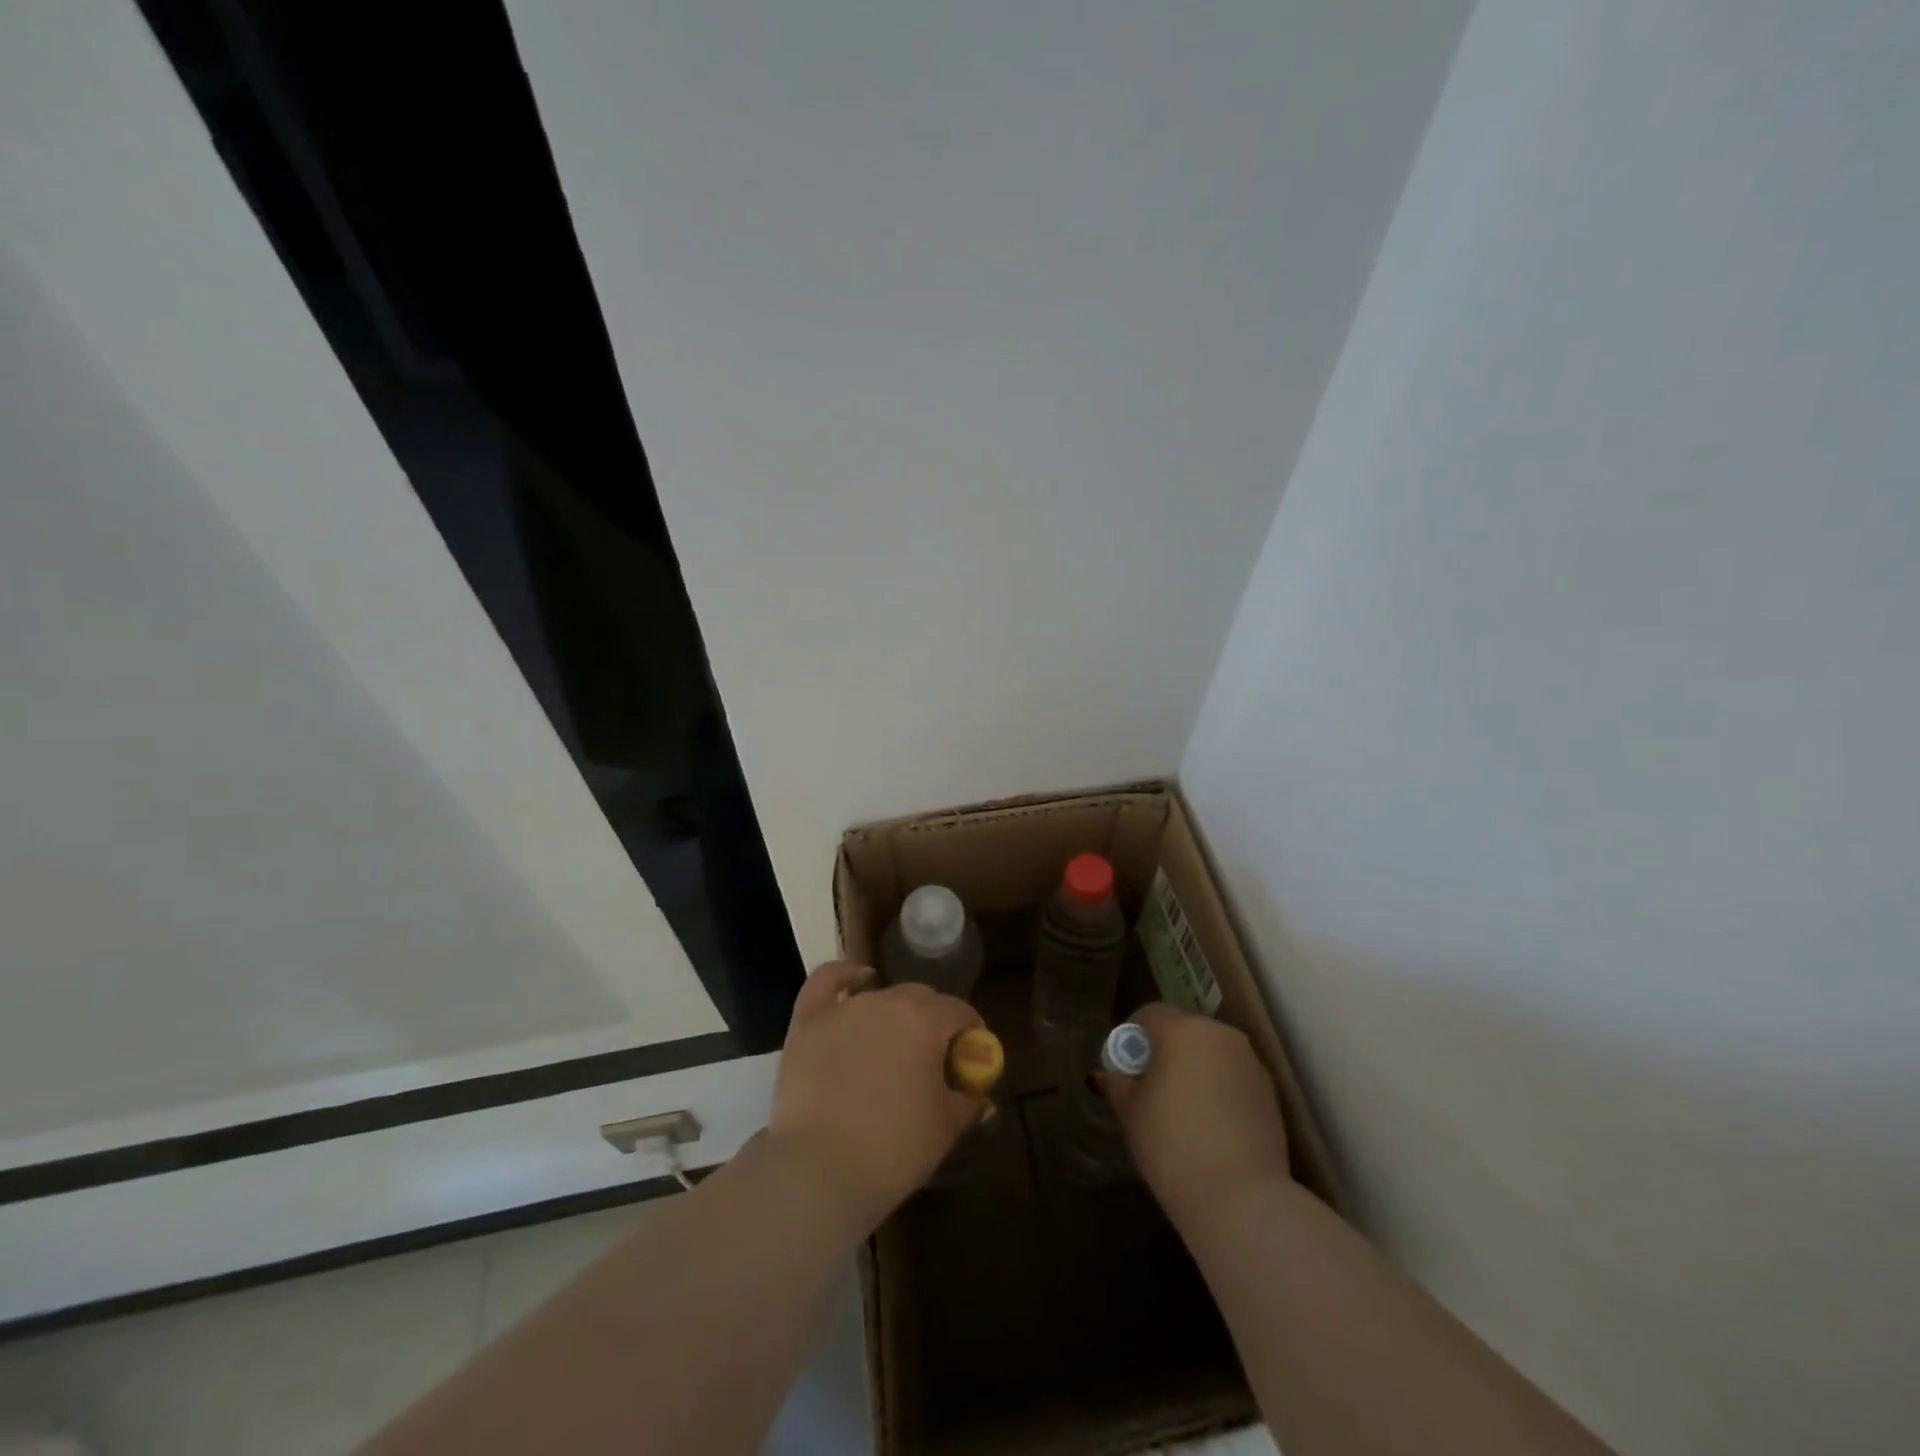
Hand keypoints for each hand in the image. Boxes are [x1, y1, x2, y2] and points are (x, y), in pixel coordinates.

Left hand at [766, 961, 985, 1233]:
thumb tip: (978, 1097)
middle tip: (932, 1062)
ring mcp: (844, 1008)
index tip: (969, 1060)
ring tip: (892, 1049)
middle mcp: (887, 1001)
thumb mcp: (945, 1129)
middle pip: (922, 999)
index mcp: (927, 1020)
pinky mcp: (808, 1020)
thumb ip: (967, 1102)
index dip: (970, 1034)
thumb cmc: (892, 1149)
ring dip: (894, 1016)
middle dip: (934, 1023)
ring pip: (881, 998)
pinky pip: (827, 981)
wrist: (817, 1171)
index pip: (960, 1012)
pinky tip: (857, 980)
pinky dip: (845, 976)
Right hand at [1101, 1002, 1291, 1226]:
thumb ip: (1117, 1083)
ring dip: (1195, 1071)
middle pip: (1184, 1031)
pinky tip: (1211, 1128)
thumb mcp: (1130, 1112)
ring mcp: (1251, 1063)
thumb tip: (1110, 1075)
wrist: (1241, 1198)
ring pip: (1212, 1055)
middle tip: (1150, 1090)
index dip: (1133, 1037)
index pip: (1150, 1014)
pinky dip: (1219, 1091)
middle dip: (1165, 1052)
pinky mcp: (1271, 1094)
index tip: (1125, 1068)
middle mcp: (1220, 1035)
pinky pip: (1233, 1079)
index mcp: (1183, 1029)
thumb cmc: (1172, 1144)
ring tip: (1183, 1112)